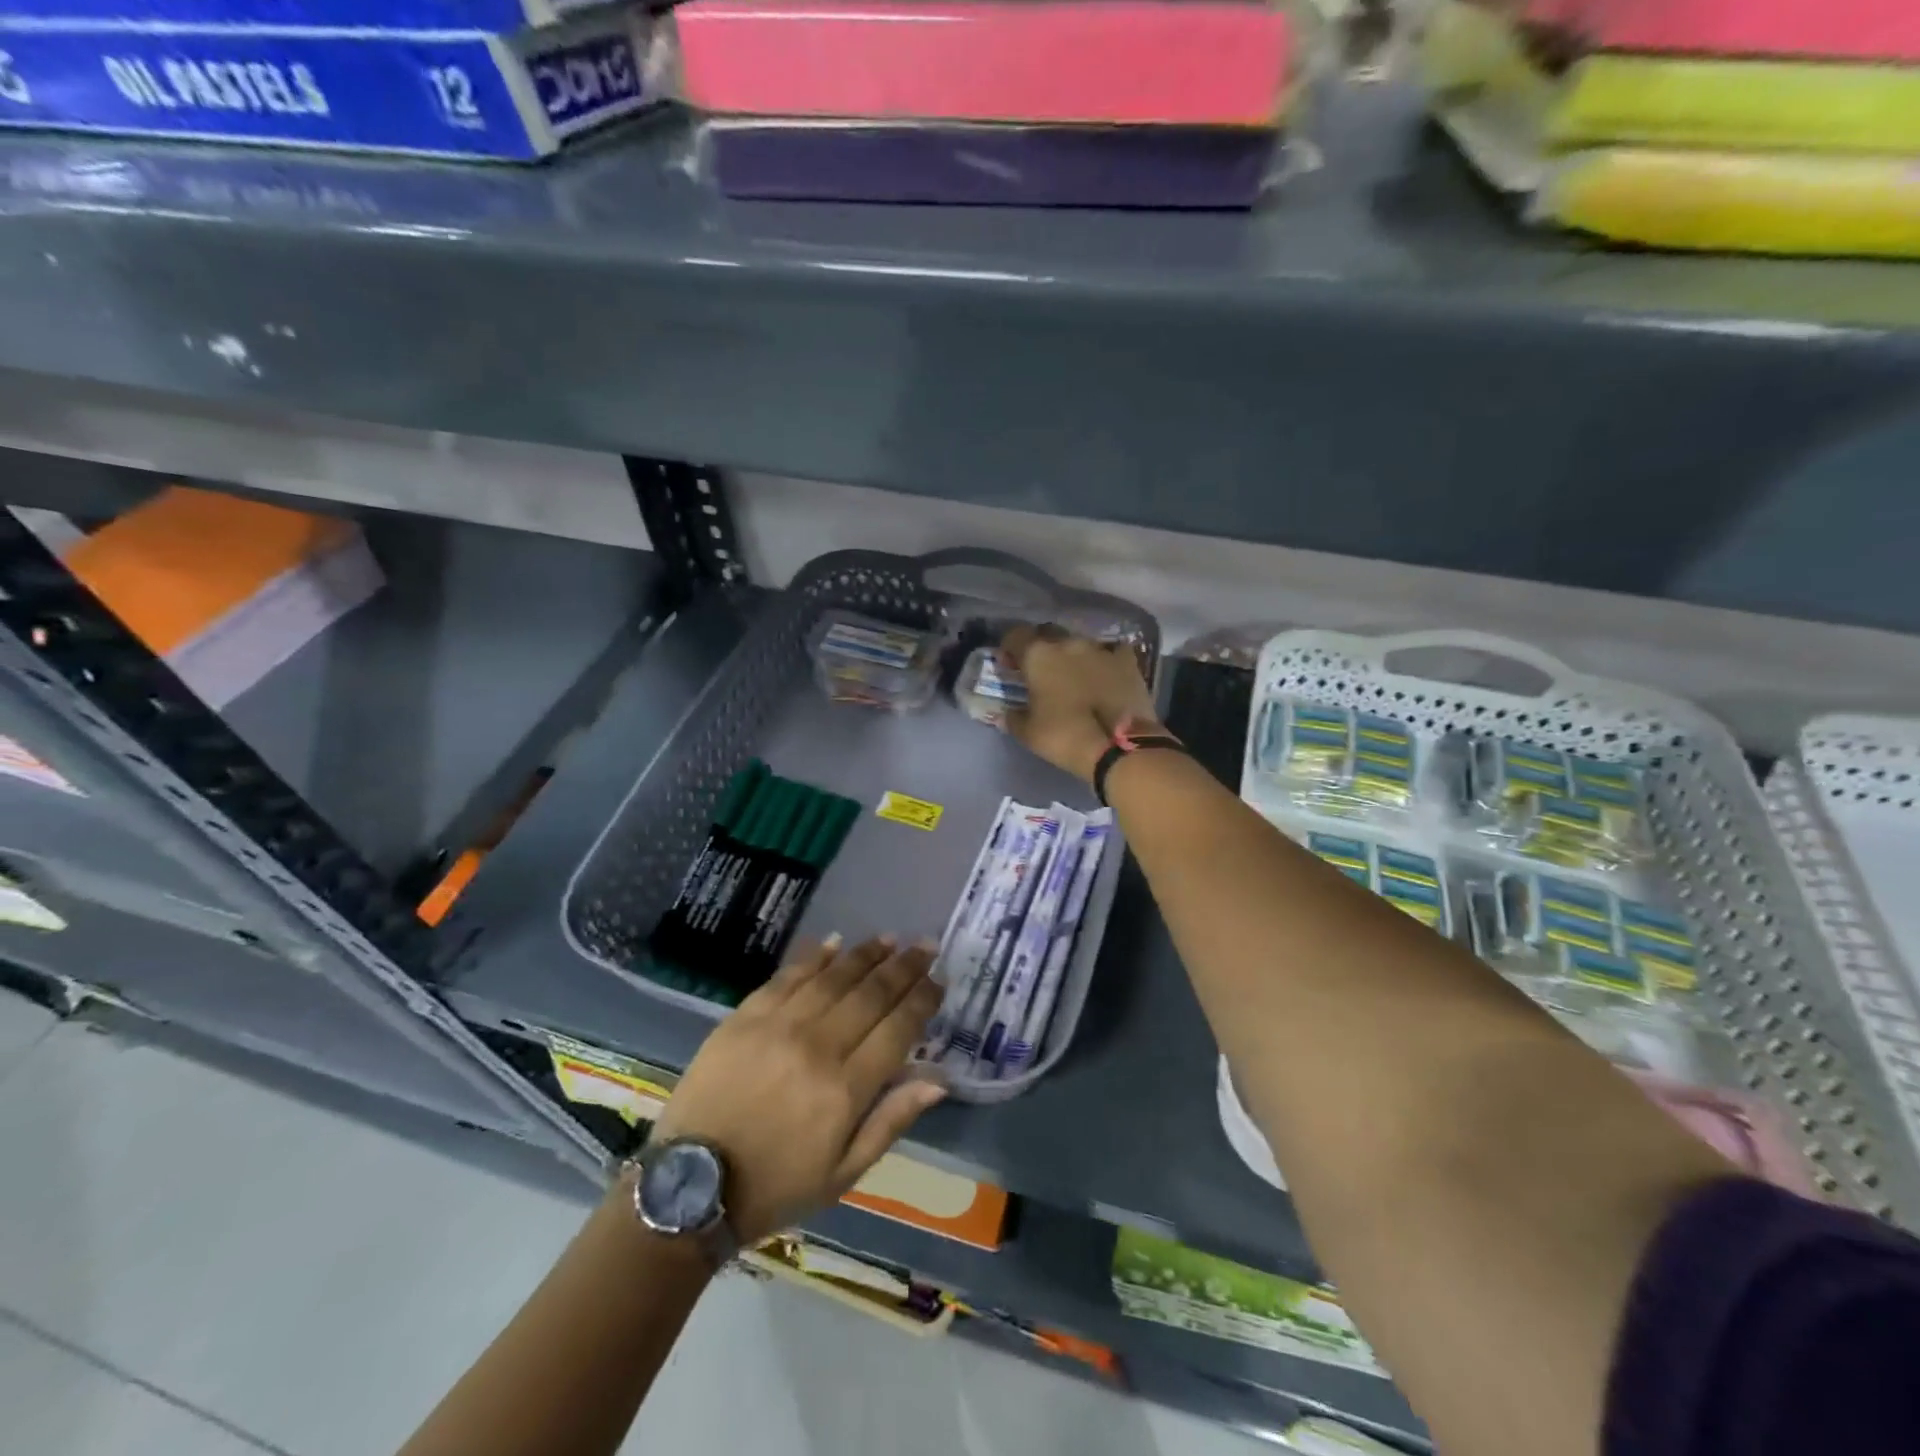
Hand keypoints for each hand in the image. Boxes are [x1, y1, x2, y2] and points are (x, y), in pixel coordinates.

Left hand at [649, 936, 945, 1244]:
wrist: (690, 1186)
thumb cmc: (775, 1187)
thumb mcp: (843, 1174)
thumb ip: (891, 1121)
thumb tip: (938, 1080)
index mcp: (845, 1089)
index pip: (897, 1029)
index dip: (923, 1001)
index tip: (940, 980)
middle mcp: (817, 1047)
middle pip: (871, 995)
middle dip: (904, 967)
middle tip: (925, 946)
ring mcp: (778, 1026)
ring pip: (833, 978)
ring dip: (866, 955)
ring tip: (889, 939)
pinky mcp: (744, 1017)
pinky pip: (787, 976)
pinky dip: (814, 957)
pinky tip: (834, 942)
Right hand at [1001, 625, 1159, 783]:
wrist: (1120, 746)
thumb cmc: (1065, 737)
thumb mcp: (1028, 733)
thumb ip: (1012, 718)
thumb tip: (1005, 713)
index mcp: (1038, 655)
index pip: (1015, 635)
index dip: (1009, 648)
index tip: (1009, 665)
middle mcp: (1068, 643)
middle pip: (1048, 633)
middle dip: (1041, 647)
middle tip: (1040, 671)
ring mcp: (1100, 649)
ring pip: (1079, 642)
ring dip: (1072, 654)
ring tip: (1073, 676)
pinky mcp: (1127, 661)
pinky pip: (1111, 651)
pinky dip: (1104, 660)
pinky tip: (1105, 674)